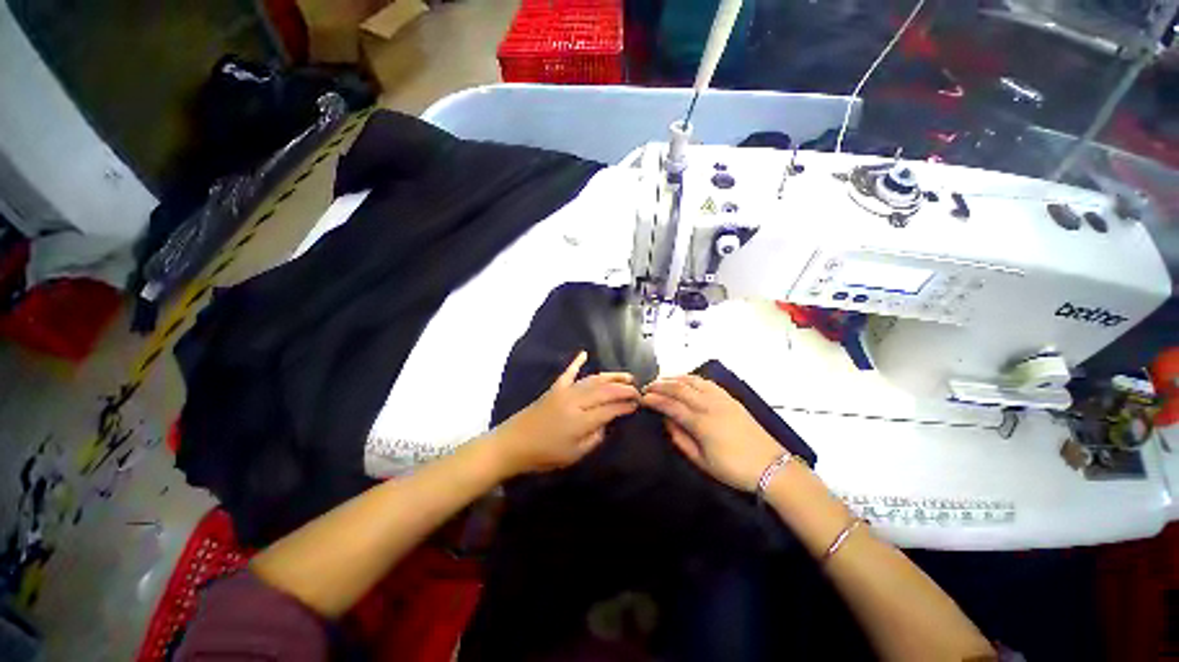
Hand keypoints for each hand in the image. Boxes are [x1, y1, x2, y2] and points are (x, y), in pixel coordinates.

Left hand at [492, 351, 638, 476]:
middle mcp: (576, 401)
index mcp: (582, 420)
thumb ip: (595, 438)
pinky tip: (584, 354)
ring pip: (593, 380)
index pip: (611, 408)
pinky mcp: (554, 388)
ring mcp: (564, 392)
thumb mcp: (574, 455)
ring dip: (610, 376)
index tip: (638, 403)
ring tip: (625, 376)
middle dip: (624, 388)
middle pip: (605, 390)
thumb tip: (606, 423)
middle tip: (638, 389)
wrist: (513, 444)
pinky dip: (576, 362)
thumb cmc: (544, 455)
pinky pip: (568, 372)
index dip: (626, 405)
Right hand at [642, 375, 784, 491]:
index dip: (655, 400)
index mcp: (701, 423)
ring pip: (693, 381)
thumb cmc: (733, 469)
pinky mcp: (730, 398)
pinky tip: (686, 380)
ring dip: (675, 378)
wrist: (770, 466)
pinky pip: (707, 382)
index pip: (671, 405)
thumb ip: (680, 439)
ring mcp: (721, 399)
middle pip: (679, 388)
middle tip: (647, 387)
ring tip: (662, 380)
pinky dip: (692, 378)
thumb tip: (667, 421)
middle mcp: (709, 405)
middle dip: (660, 385)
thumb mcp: (702, 462)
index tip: (642, 398)